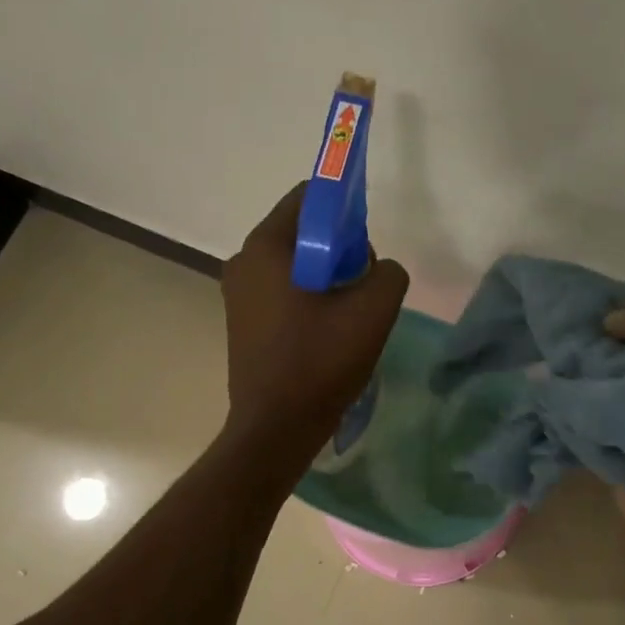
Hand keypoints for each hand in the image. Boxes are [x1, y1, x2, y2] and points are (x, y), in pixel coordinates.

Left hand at [221, 183, 408, 464]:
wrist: (276, 427)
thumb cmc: (320, 361)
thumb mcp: (374, 311)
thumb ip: (387, 273)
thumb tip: (375, 270)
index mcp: (265, 246)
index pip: (309, 197)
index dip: (345, 209)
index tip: (366, 245)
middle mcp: (243, 261)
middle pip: (302, 232)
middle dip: (339, 250)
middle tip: (362, 287)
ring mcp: (237, 294)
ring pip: (295, 265)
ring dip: (327, 279)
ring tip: (348, 317)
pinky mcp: (241, 322)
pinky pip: (282, 293)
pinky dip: (308, 300)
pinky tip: (327, 334)